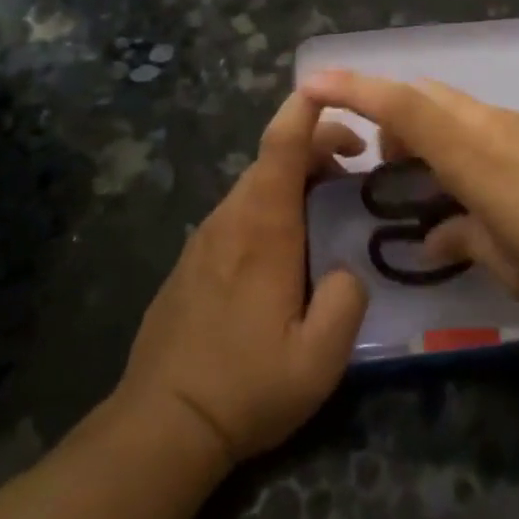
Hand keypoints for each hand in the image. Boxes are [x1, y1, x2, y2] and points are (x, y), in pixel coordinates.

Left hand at [117, 93, 368, 465]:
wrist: (162, 423)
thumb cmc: (246, 387)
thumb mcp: (319, 359)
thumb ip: (346, 300)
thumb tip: (346, 269)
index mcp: (262, 229)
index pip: (281, 146)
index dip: (306, 110)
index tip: (336, 94)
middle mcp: (230, 219)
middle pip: (271, 158)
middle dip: (316, 147)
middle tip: (356, 168)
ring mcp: (205, 238)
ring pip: (254, 184)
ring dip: (294, 178)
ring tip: (329, 203)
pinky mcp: (193, 259)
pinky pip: (238, 211)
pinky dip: (270, 204)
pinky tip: (287, 245)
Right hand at [298, 70, 518, 315]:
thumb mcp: (510, 264)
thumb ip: (463, 242)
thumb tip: (433, 237)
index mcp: (472, 154)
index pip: (401, 107)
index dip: (353, 89)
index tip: (311, 82)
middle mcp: (491, 125)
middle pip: (425, 97)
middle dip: (390, 117)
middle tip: (384, 167)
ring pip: (454, 109)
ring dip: (427, 132)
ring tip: (429, 186)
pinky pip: (483, 124)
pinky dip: (459, 142)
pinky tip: (475, 190)